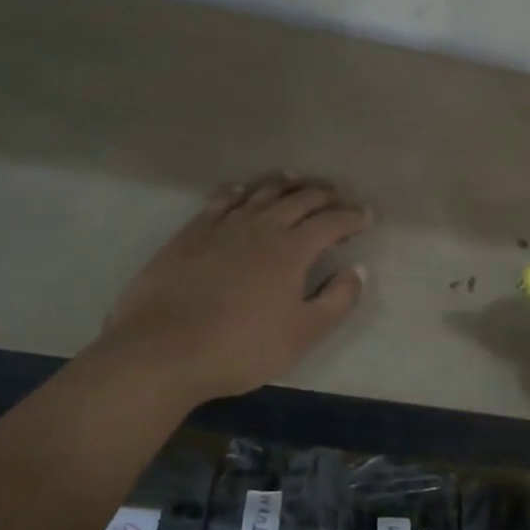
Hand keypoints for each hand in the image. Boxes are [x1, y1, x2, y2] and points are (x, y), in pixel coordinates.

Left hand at [97, 175, 369, 403]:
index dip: (352, 217)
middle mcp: (261, 227)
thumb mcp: (303, 334)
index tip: (366, 215)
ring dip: (284, 184)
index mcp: (292, 250)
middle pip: (298, 200)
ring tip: (297, 179)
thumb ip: (337, 300)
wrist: (162, 350)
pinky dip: (238, 191)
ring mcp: (222, 227)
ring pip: (260, 193)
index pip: (331, 223)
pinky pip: (220, 201)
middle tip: (338, 194)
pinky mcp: (190, 235)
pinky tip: (241, 190)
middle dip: (323, 194)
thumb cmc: (242, 347)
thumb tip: (357, 269)